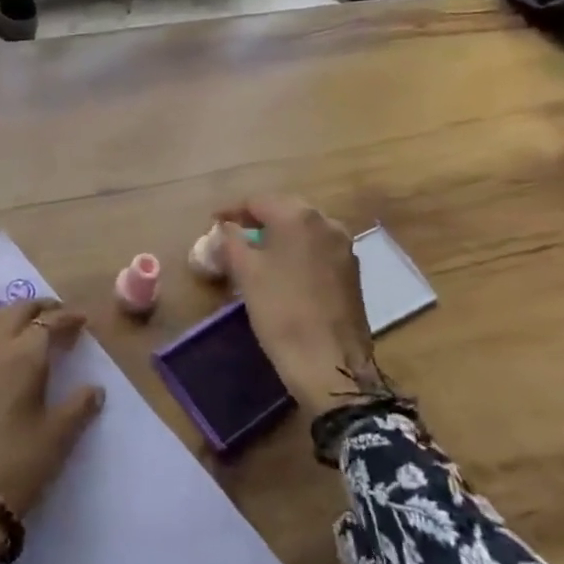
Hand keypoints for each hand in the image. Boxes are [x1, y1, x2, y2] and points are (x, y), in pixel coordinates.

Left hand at [0, 299, 104, 563]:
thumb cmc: (17, 468)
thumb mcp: (58, 437)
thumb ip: (79, 405)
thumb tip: (94, 388)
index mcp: (22, 357)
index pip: (48, 322)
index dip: (67, 318)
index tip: (81, 321)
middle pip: (15, 310)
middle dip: (39, 307)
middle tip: (58, 316)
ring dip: (10, 314)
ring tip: (26, 326)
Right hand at [216, 195, 379, 418]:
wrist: (330, 363)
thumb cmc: (281, 311)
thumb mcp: (245, 273)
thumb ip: (231, 241)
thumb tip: (226, 227)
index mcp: (299, 217)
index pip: (258, 201)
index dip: (231, 210)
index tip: (212, 222)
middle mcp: (327, 223)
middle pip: (284, 210)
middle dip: (257, 219)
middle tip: (233, 234)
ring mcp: (344, 247)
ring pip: (303, 230)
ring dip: (278, 235)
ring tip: (255, 251)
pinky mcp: (351, 271)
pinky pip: (317, 249)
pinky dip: (296, 251)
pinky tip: (282, 269)